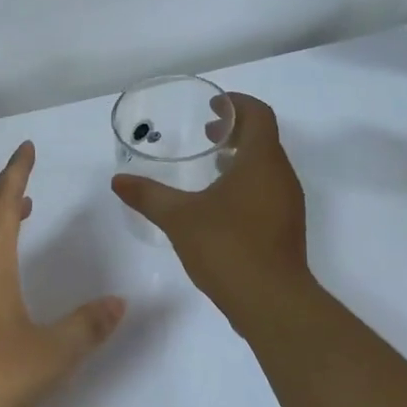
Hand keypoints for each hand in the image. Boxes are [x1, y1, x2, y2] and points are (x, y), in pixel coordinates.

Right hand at [110, 92, 308, 319]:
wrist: (272, 302)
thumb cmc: (228, 248)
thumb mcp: (179, 218)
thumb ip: (148, 196)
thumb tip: (118, 181)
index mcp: (261, 161)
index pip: (258, 115)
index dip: (237, 104)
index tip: (213, 105)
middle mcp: (281, 176)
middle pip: (264, 138)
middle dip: (236, 129)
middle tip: (206, 131)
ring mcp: (288, 203)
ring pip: (267, 166)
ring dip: (241, 157)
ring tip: (210, 164)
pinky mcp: (286, 227)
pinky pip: (267, 189)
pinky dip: (246, 182)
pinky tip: (219, 203)